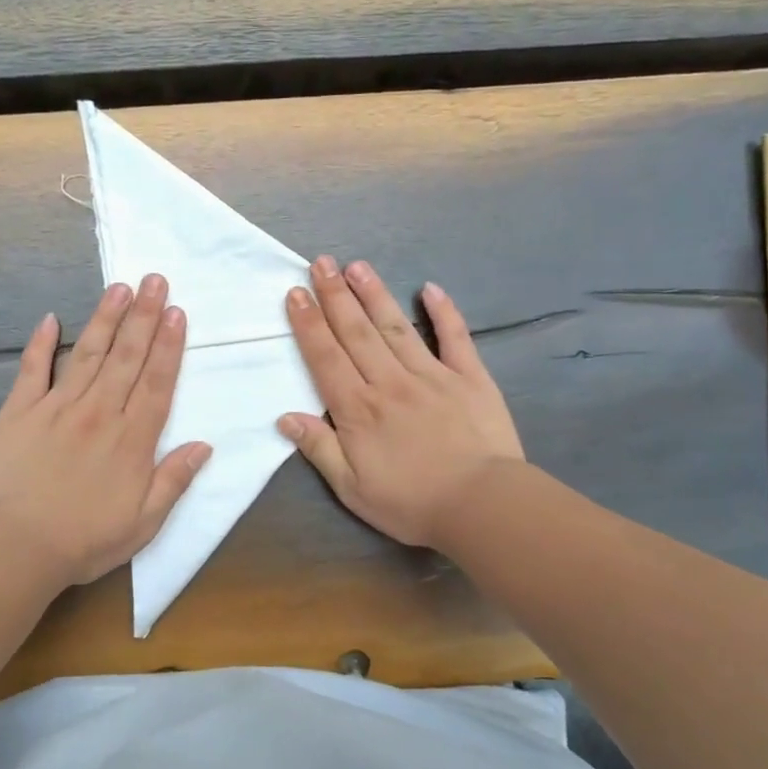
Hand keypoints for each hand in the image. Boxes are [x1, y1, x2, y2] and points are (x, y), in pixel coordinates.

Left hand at [0, 275, 210, 586]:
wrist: (15, 547)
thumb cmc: (85, 540)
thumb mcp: (144, 523)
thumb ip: (174, 480)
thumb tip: (203, 445)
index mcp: (131, 439)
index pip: (156, 382)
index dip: (169, 346)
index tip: (177, 312)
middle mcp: (99, 413)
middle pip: (126, 357)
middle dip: (144, 316)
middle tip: (155, 280)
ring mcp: (57, 407)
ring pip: (88, 354)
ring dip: (105, 318)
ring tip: (119, 287)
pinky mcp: (19, 412)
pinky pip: (33, 370)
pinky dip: (41, 343)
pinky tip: (50, 318)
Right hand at [278, 257, 523, 546]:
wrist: (482, 506)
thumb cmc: (412, 503)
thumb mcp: (352, 489)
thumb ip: (319, 449)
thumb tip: (285, 417)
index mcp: (359, 409)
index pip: (326, 357)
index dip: (308, 324)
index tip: (296, 292)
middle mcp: (390, 382)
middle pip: (356, 332)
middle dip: (335, 295)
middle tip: (321, 262)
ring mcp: (432, 375)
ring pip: (396, 327)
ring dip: (374, 294)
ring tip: (357, 266)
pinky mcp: (470, 377)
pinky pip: (455, 337)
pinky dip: (443, 311)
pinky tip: (429, 288)